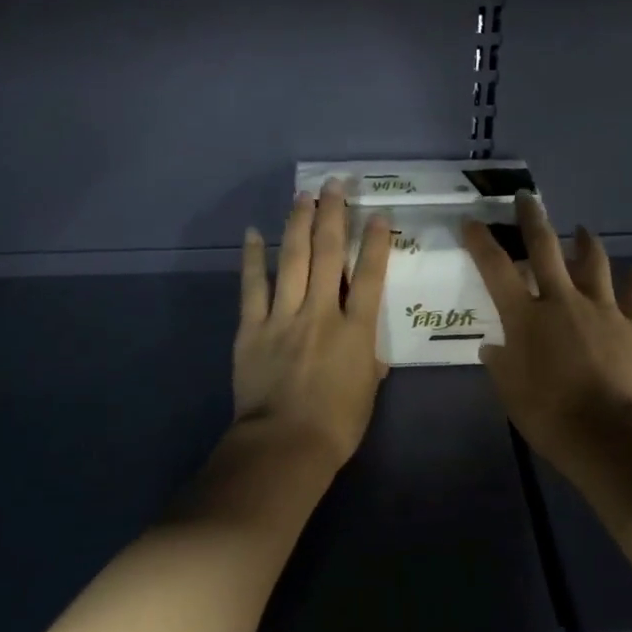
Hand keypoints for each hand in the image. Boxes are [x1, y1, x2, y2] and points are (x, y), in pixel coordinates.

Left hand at [233, 179, 392, 474]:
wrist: (284, 445)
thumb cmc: (336, 425)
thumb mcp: (367, 392)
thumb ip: (368, 361)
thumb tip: (368, 351)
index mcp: (356, 330)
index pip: (371, 275)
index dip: (376, 241)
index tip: (379, 215)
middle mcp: (322, 312)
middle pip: (329, 254)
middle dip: (334, 215)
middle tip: (335, 186)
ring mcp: (284, 317)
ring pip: (294, 259)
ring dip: (298, 224)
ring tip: (303, 196)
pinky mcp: (252, 328)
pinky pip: (253, 286)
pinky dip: (253, 258)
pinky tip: (254, 233)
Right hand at [463, 194, 631, 468]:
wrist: (608, 433)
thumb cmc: (548, 414)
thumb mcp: (509, 391)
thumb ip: (500, 362)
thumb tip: (494, 346)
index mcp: (526, 316)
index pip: (496, 268)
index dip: (480, 241)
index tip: (471, 220)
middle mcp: (562, 301)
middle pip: (545, 248)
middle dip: (533, 219)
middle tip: (527, 198)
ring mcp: (602, 309)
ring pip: (595, 263)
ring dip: (586, 243)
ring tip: (582, 230)